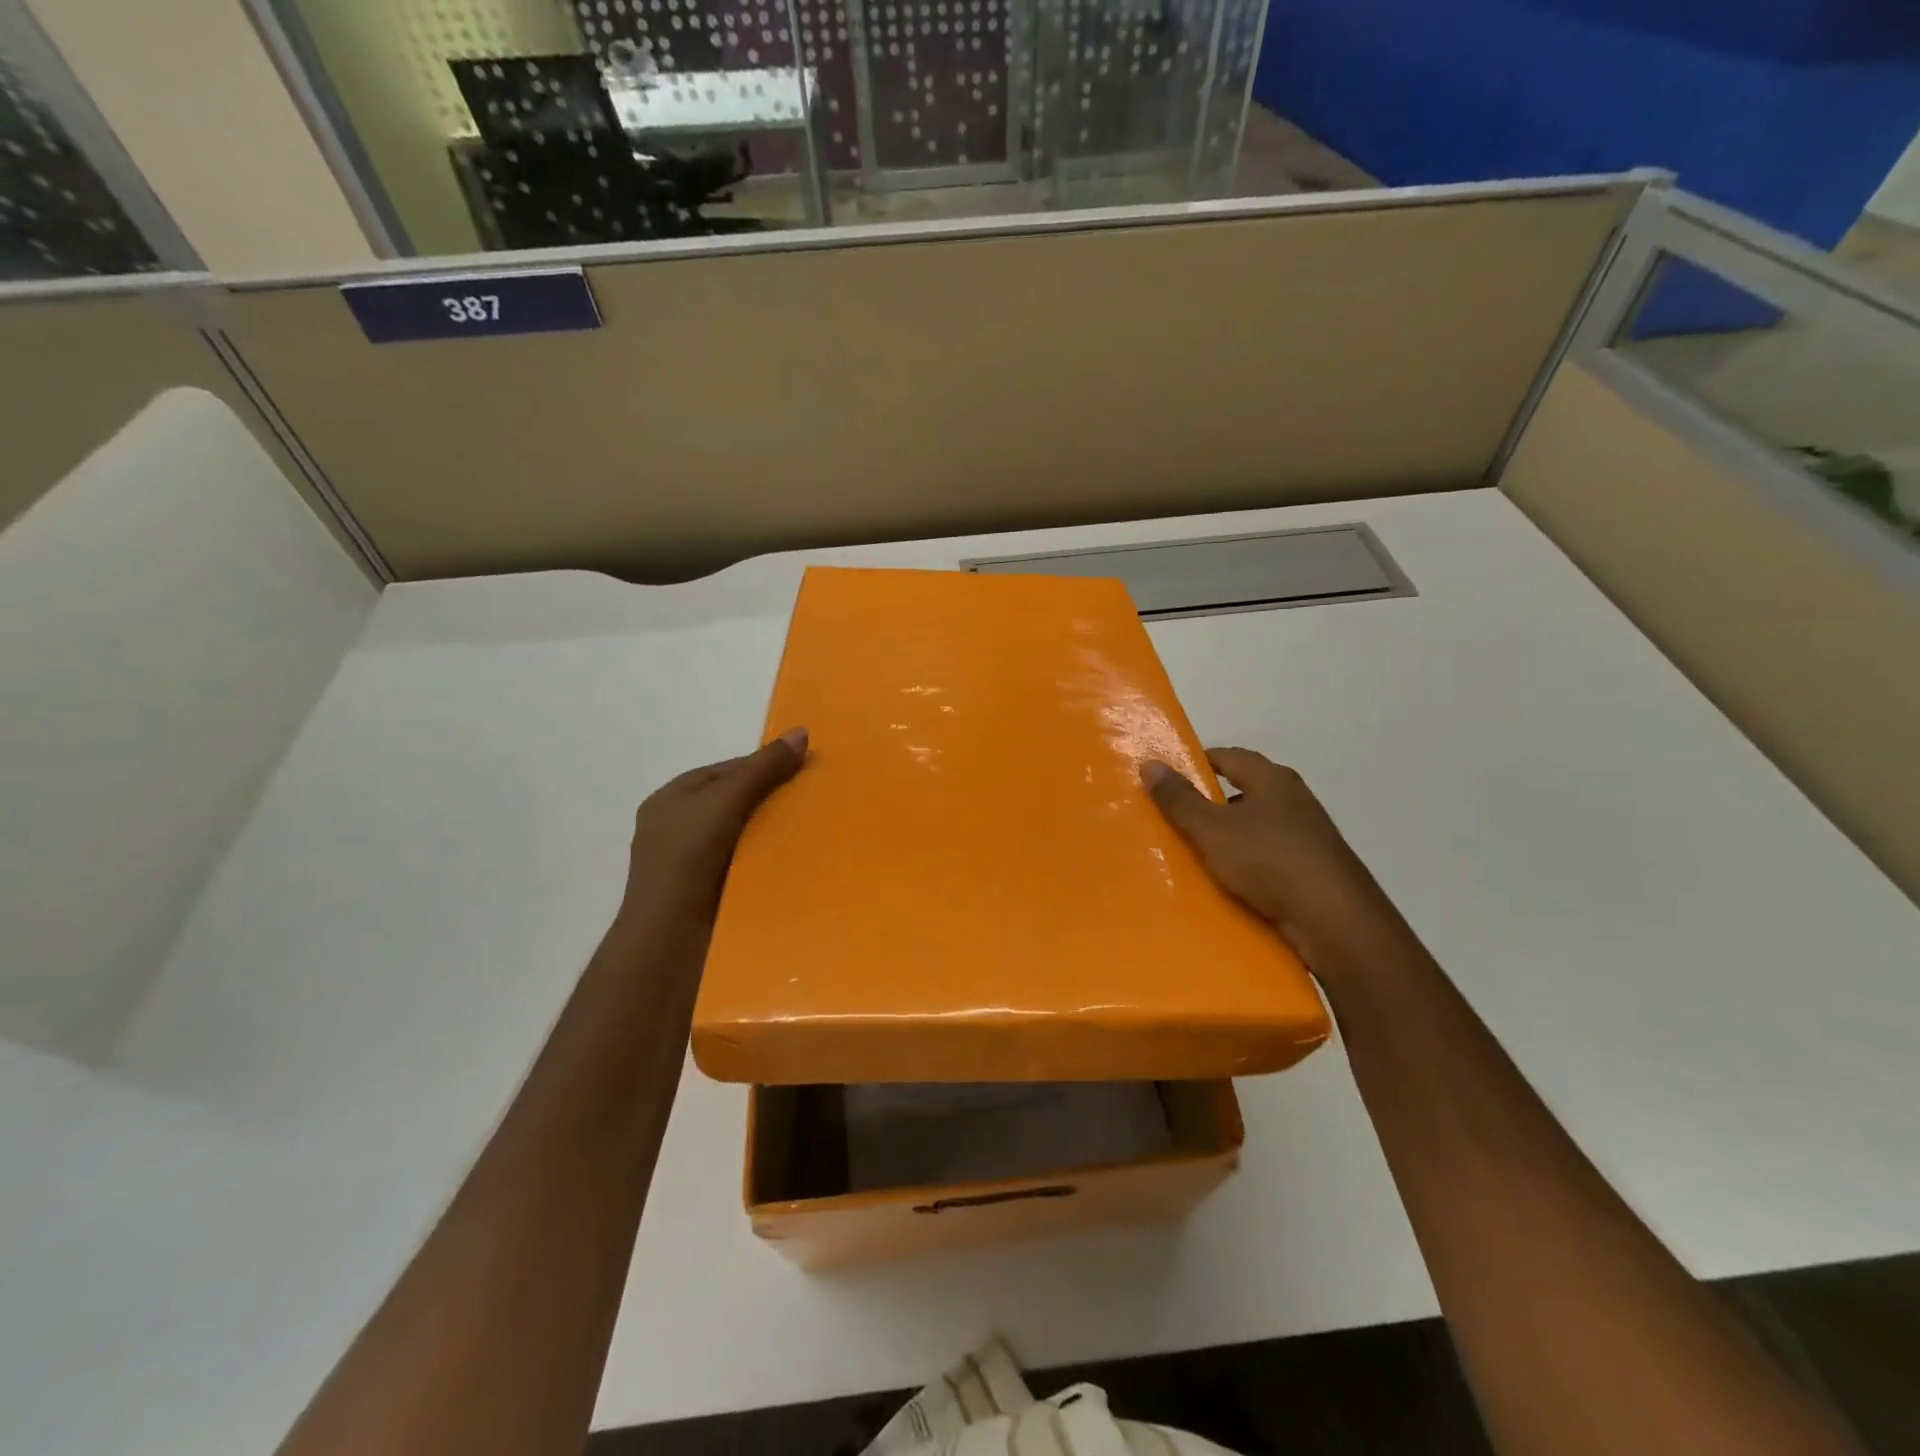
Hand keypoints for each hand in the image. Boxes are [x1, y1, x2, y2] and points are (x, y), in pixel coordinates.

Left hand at [618, 728, 807, 935]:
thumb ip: (762, 768)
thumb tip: (801, 732)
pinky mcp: (706, 895)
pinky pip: (742, 867)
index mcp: (671, 799)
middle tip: (813, 800)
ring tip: (812, 831)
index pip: (725, 770)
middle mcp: (677, 829)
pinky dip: (764, 863)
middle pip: (733, 803)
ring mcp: (690, 865)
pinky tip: (794, 865)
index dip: (762, 765)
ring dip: (770, 835)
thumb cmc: (689, 858)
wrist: (670, 937)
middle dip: (770, 800)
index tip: (804, 769)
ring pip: (740, 837)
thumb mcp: (726, 800)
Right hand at [1142, 747, 1409, 980]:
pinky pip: (1269, 856)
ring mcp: (1308, 835)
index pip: (1228, 756)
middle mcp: (1294, 799)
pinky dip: (1247, 863)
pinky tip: (1228, 881)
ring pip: (1256, 826)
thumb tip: (1150, 764)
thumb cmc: (1270, 862)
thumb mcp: (1212, 829)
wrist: (1335, 921)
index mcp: (1273, 779)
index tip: (1167, 779)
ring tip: (1195, 853)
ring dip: (1228, 836)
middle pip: (1243, 790)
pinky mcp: (1313, 868)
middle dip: (1210, 802)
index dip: (1196, 763)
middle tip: (1173, 818)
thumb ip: (1180, 799)